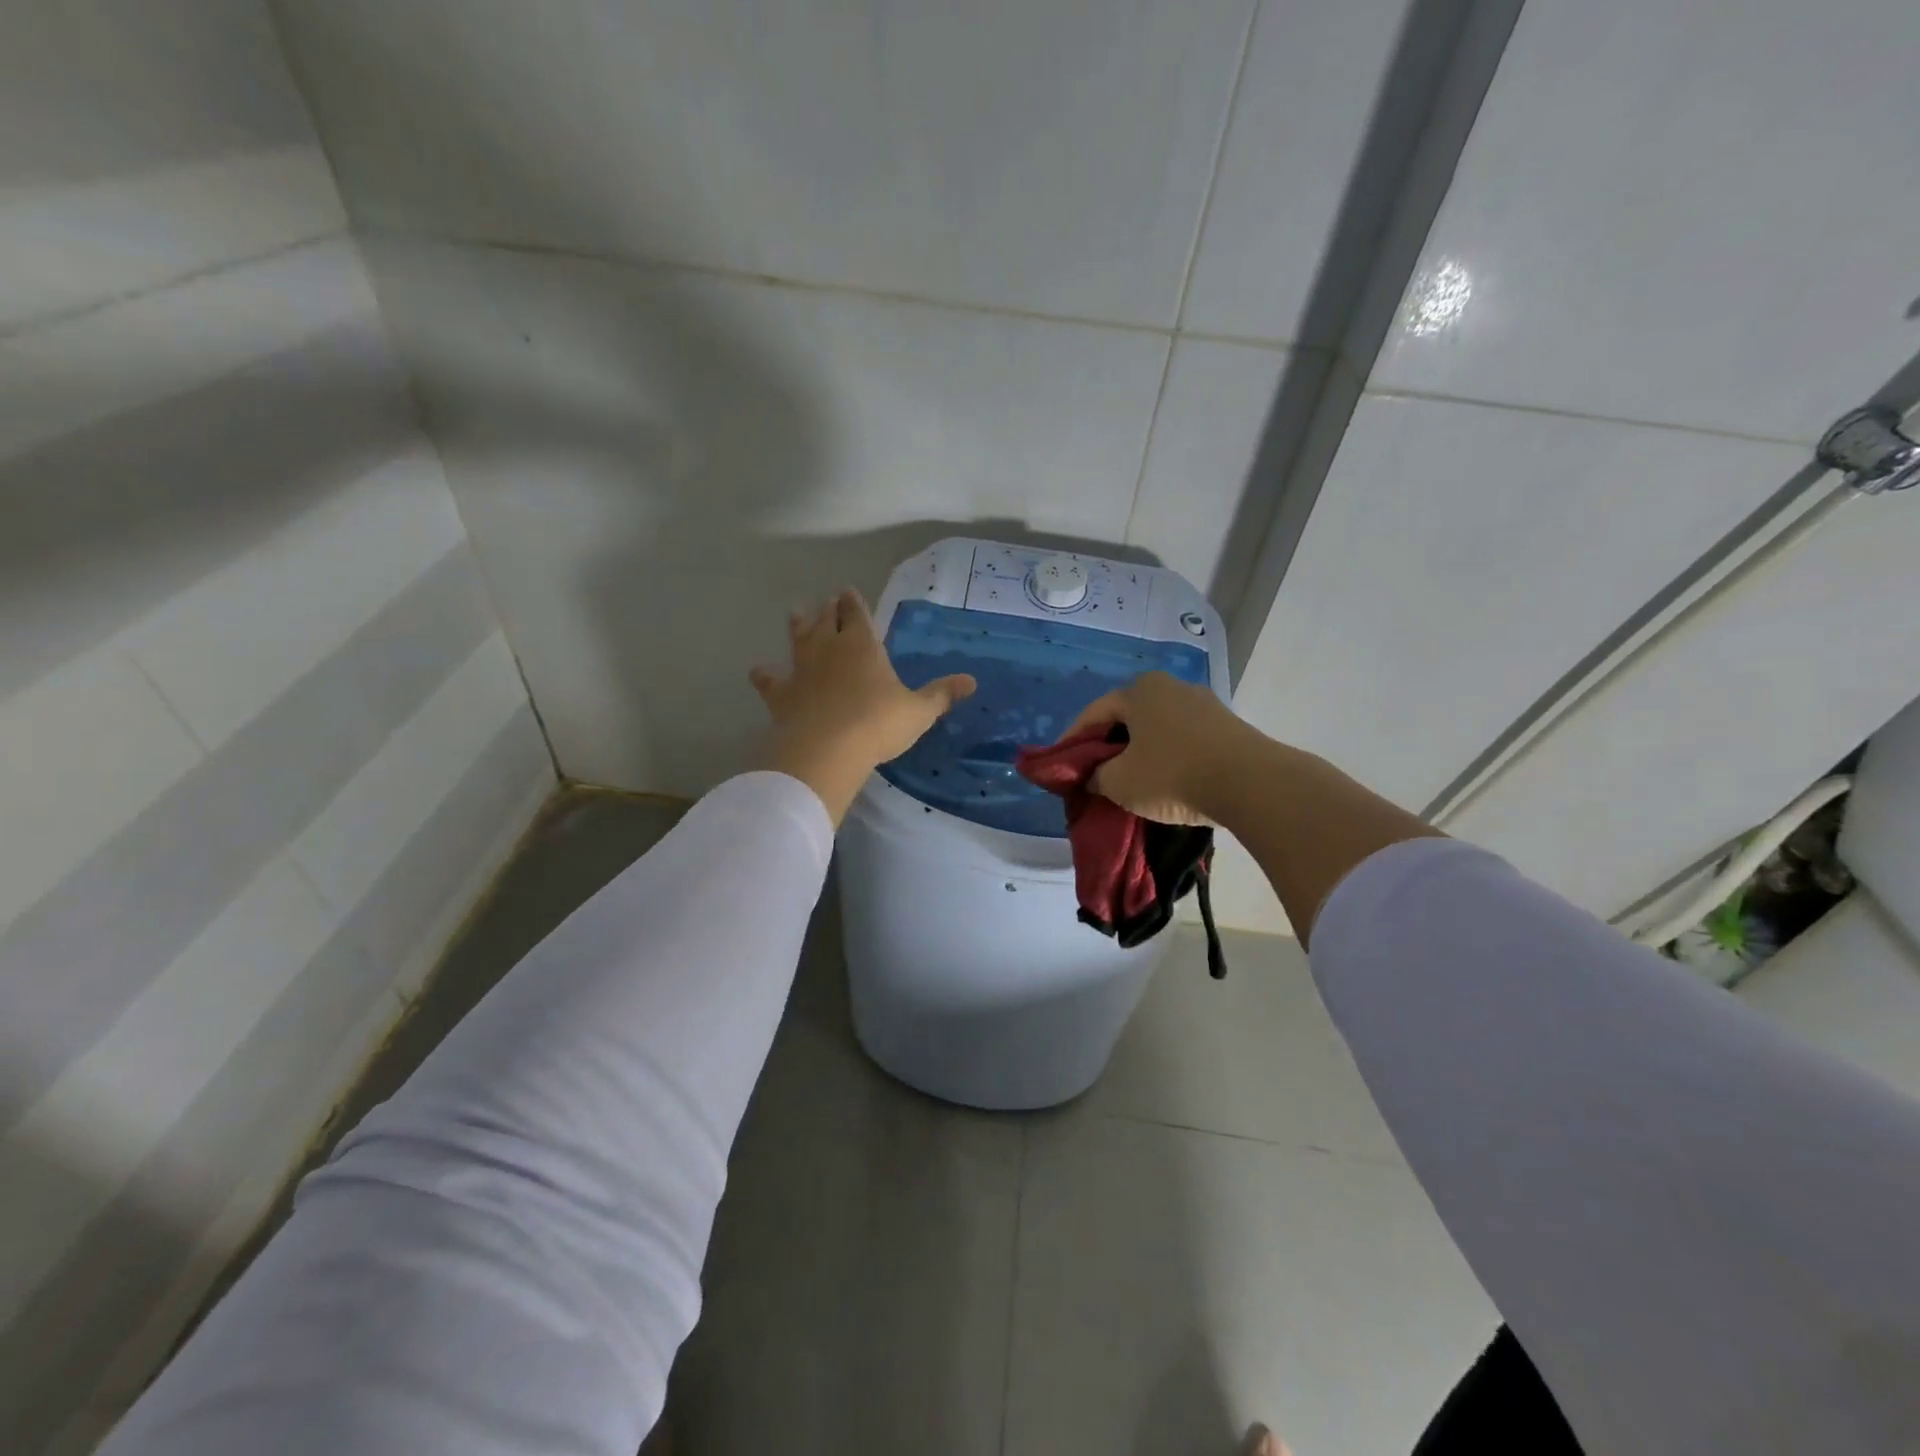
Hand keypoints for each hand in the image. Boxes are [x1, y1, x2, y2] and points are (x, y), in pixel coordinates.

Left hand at [751, 589, 974, 824]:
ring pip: (798, 638)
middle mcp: (829, 647)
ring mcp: (801, 668)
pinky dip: (765, 674)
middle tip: (828, 601)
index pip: (856, 612)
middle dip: (828, 608)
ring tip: (796, 613)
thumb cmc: (877, 724)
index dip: (853, 601)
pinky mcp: (781, 693)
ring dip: (798, 625)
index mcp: (862, 644)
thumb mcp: (918, 711)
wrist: (826, 749)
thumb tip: (972, 681)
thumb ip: (941, 695)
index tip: (849, 592)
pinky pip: (769, 679)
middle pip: (825, 618)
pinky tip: (758, 671)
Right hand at [1061, 671, 1253, 825]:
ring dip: (1139, 751)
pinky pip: (1183, 739)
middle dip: (1107, 746)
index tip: (1060, 765)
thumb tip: (1092, 776)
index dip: (1072, 741)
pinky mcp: (1226, 725)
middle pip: (1126, 718)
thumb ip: (1095, 776)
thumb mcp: (1119, 782)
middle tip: (1093, 773)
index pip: (1093, 714)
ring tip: (1129, 779)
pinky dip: (1166, 756)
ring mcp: (1202, 703)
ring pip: (1156, 728)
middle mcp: (1170, 687)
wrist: (1251, 783)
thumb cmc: (1172, 775)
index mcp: (1138, 690)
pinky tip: (1164, 779)